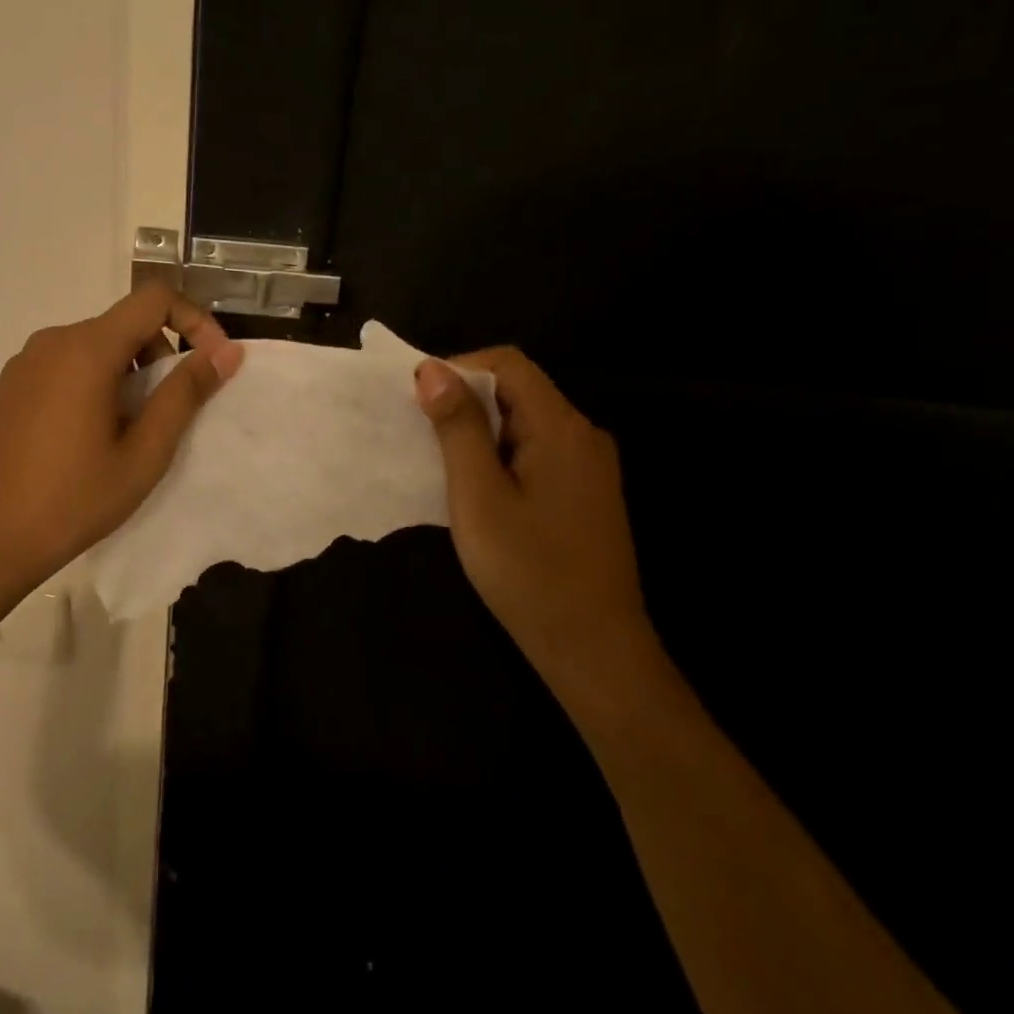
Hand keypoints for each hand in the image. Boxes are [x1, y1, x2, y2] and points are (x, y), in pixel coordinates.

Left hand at [0, 284, 243, 602]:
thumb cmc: (74, 499)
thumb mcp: (144, 453)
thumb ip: (186, 394)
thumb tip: (226, 352)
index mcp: (87, 350)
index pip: (154, 298)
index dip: (194, 320)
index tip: (211, 363)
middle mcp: (52, 341)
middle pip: (124, 323)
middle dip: (160, 356)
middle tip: (167, 413)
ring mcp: (24, 362)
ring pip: (94, 345)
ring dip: (127, 373)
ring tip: (127, 431)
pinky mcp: (9, 385)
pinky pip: (64, 364)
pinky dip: (92, 382)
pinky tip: (86, 436)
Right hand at [415, 347, 652, 697]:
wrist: (595, 650)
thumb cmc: (529, 571)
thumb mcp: (478, 495)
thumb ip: (458, 427)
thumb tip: (433, 369)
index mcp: (561, 427)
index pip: (508, 364)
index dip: (459, 368)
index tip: (419, 401)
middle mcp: (583, 435)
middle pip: (518, 390)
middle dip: (466, 402)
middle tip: (423, 438)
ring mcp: (590, 466)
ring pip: (525, 423)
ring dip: (480, 432)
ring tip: (444, 467)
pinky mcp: (587, 493)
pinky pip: (537, 452)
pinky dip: (501, 456)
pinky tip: (478, 491)